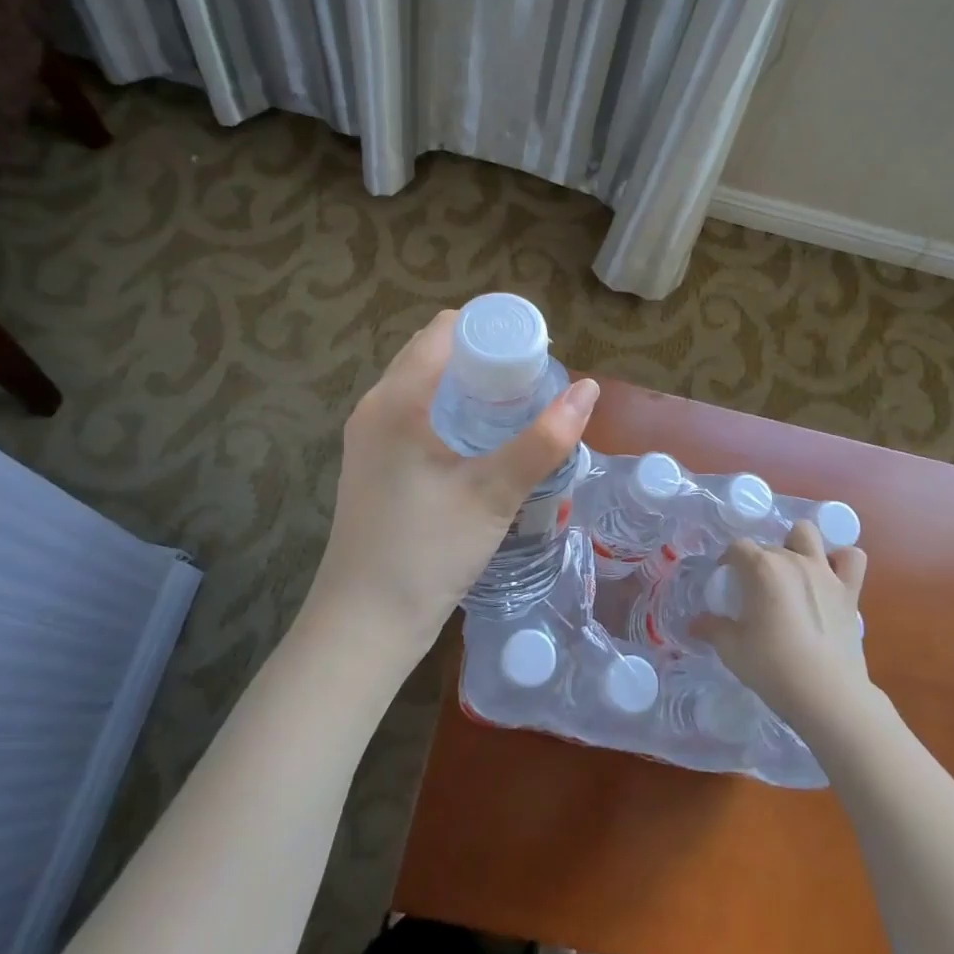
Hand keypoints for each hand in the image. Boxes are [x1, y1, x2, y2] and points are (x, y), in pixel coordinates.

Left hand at [304, 309, 599, 663]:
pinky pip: (414, 413)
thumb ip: (543, 440)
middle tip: (532, 380)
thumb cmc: (427, 551)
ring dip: (468, 385)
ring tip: (515, 406)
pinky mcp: (373, 463)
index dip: (492, 329)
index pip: (445, 330)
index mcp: (396, 399)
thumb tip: (589, 390)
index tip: (535, 350)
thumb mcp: (493, 493)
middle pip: (434, 354)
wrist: (364, 624)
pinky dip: (450, 410)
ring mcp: (369, 437)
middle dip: (485, 356)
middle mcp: (375, 406)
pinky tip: (481, 439)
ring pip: (424, 385)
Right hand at [694, 521, 870, 734]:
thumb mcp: (732, 649)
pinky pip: (852, 558)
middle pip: (769, 545)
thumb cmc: (773, 667)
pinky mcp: (849, 590)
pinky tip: (831, 575)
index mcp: (761, 568)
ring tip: (792, 570)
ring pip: (808, 534)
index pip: (737, 547)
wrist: (827, 695)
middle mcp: (792, 560)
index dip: (728, 561)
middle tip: (755, 592)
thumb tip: (694, 623)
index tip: (726, 583)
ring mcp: (824, 572)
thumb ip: (712, 629)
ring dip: (798, 544)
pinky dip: (841, 560)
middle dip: (758, 562)